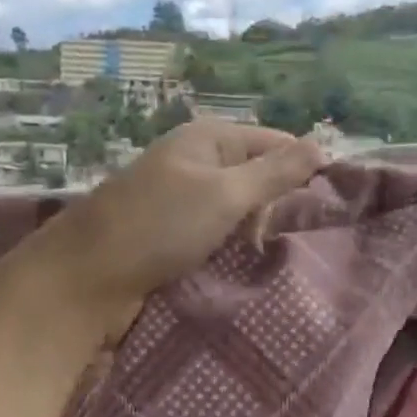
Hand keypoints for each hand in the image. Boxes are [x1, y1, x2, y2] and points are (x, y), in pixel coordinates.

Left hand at [25, 119, 325, 333]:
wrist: (86, 278)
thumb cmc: (159, 225)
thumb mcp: (225, 193)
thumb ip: (275, 172)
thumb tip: (322, 146)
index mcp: (209, 138)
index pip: (276, 142)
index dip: (304, 168)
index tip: (331, 206)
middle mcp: (196, 161)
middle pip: (257, 175)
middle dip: (278, 204)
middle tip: (298, 239)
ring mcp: (181, 198)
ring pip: (238, 209)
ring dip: (255, 230)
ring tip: (275, 256)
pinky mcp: (171, 232)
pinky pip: (216, 232)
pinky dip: (231, 246)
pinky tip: (246, 264)